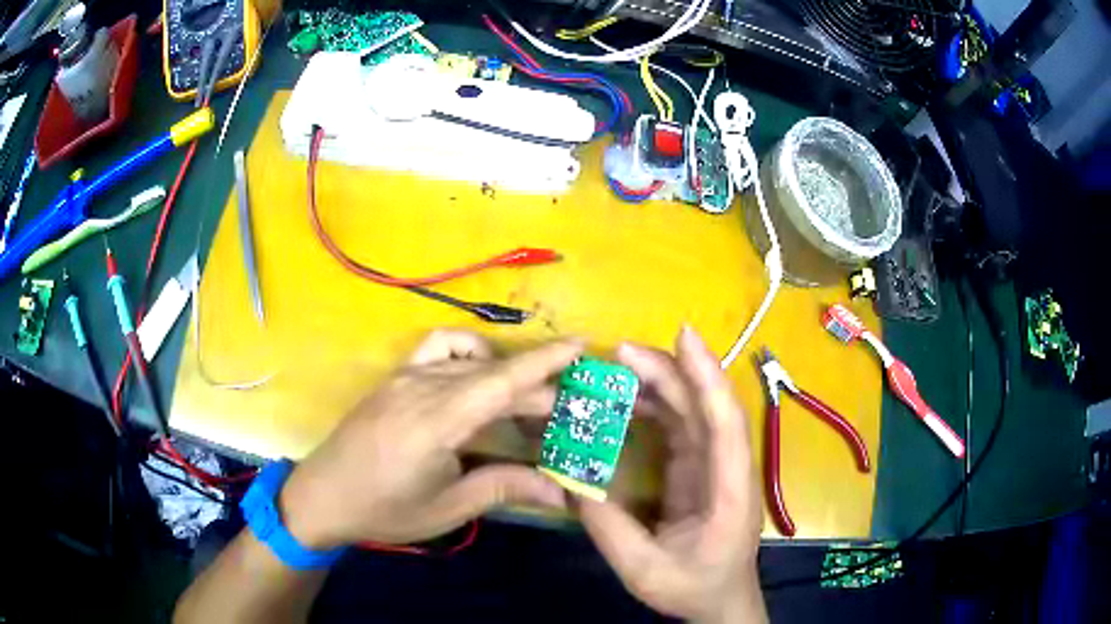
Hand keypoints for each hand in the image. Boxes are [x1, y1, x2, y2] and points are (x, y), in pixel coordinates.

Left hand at [278, 330, 582, 548]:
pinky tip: (473, 375)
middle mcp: (421, 388)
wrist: (322, 496)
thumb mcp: (447, 507)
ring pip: (468, 360)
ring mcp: (404, 377)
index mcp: (436, 422)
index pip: (501, 382)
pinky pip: (436, 348)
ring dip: (503, 370)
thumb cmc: (384, 510)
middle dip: (535, 384)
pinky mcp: (393, 378)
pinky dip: (465, 352)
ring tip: (523, 397)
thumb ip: (504, 488)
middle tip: (567, 408)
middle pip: (491, 373)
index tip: (582, 345)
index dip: (544, 362)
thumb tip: (561, 491)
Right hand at [578, 327, 765, 622]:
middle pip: (706, 407)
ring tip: (618, 368)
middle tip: (622, 352)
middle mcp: (728, 467)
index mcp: (730, 490)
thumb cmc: (694, 587)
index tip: (684, 336)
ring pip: (694, 411)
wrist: (720, 600)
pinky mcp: (700, 468)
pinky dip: (658, 406)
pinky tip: (629, 399)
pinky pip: (681, 426)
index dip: (707, 378)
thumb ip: (609, 530)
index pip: (725, 425)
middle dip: (671, 372)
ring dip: (662, 383)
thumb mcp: (644, 571)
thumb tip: (572, 482)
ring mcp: (714, 465)